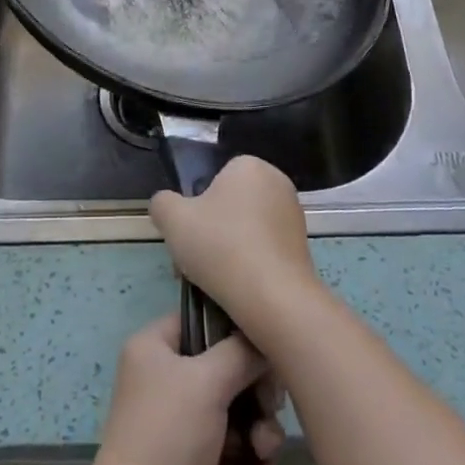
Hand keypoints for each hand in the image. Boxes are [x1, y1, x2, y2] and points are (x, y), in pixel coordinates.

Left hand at [88, 314, 283, 464]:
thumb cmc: (169, 435)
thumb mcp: (207, 381)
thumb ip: (240, 353)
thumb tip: (264, 341)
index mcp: (155, 346)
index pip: (201, 320)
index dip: (236, 330)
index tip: (267, 349)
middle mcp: (163, 376)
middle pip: (224, 367)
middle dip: (255, 392)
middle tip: (272, 407)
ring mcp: (177, 419)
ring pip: (232, 409)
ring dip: (257, 429)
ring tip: (265, 450)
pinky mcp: (191, 459)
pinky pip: (229, 446)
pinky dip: (248, 458)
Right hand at [149, 155, 321, 345]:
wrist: (273, 298)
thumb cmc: (220, 247)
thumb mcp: (173, 219)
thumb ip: (162, 203)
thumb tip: (167, 204)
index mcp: (249, 166)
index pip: (214, 180)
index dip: (196, 208)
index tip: (188, 236)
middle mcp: (277, 182)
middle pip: (230, 205)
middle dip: (211, 231)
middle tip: (195, 260)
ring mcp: (294, 215)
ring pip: (246, 229)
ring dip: (228, 249)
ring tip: (212, 281)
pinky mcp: (303, 246)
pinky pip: (265, 249)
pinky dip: (250, 263)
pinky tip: (237, 287)